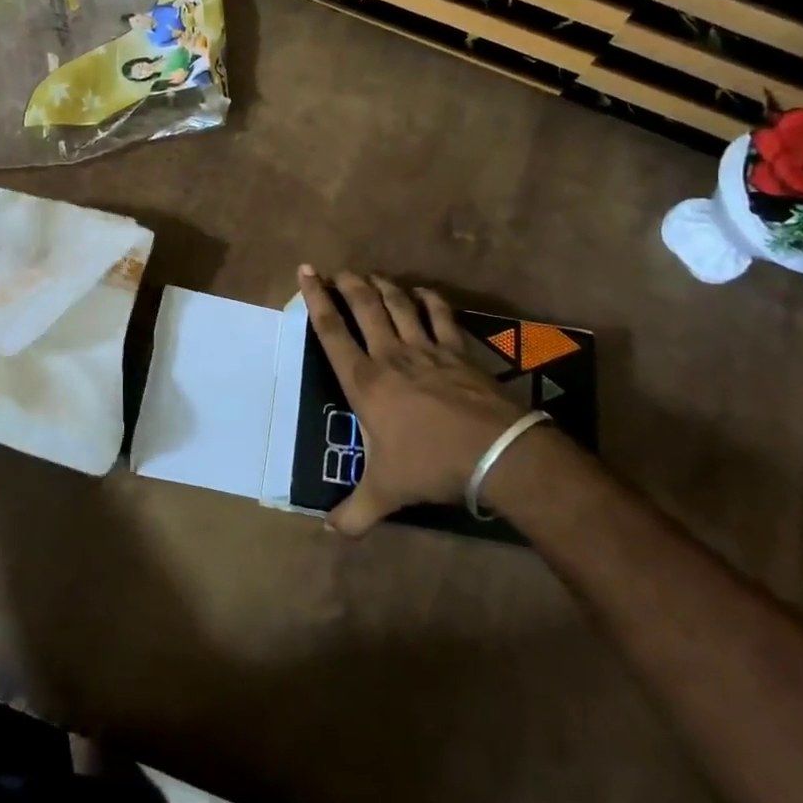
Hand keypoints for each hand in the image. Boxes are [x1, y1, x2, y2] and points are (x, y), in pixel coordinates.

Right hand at [299, 265, 529, 535]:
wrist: (495, 453)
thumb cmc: (430, 466)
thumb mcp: (385, 493)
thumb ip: (354, 513)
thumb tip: (329, 532)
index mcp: (365, 382)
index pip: (331, 331)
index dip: (315, 298)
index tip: (306, 272)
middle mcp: (391, 356)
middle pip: (364, 306)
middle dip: (348, 283)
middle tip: (338, 270)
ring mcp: (427, 350)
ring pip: (399, 305)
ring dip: (383, 286)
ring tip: (371, 275)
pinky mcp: (458, 352)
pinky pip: (441, 316)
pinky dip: (429, 299)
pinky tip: (422, 292)